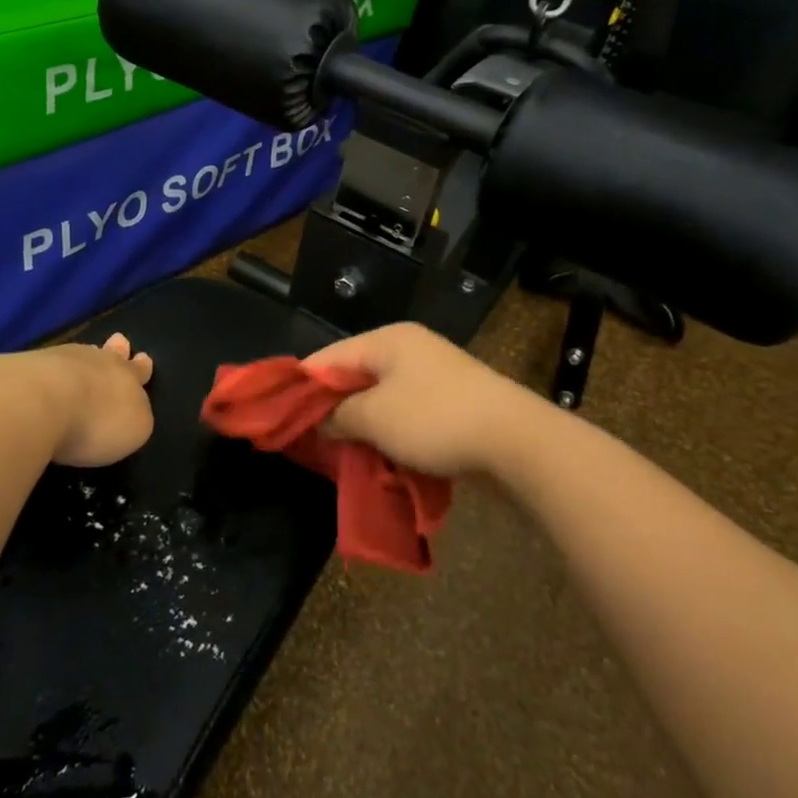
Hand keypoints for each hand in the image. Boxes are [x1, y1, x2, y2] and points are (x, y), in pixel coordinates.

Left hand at [38, 333, 155, 467]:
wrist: (38, 402)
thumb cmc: (95, 421)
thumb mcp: (134, 430)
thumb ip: (134, 418)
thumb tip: (128, 412)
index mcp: (127, 377)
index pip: (138, 370)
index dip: (142, 368)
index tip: (144, 359)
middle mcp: (97, 362)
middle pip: (110, 354)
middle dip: (117, 350)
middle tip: (119, 341)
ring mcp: (60, 360)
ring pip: (79, 355)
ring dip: (84, 359)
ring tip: (85, 356)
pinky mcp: (27, 367)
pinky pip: (48, 364)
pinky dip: (52, 370)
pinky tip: (48, 375)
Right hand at [303, 322, 553, 480]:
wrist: (517, 441)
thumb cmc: (435, 419)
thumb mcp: (374, 418)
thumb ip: (336, 416)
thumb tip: (319, 421)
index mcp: (387, 340)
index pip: (328, 357)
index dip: (302, 387)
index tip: (280, 418)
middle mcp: (409, 349)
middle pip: (354, 376)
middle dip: (332, 410)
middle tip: (310, 442)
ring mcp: (433, 375)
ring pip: (380, 399)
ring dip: (362, 426)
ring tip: (341, 455)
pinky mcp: (451, 402)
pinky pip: (405, 414)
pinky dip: (390, 433)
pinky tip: (379, 457)